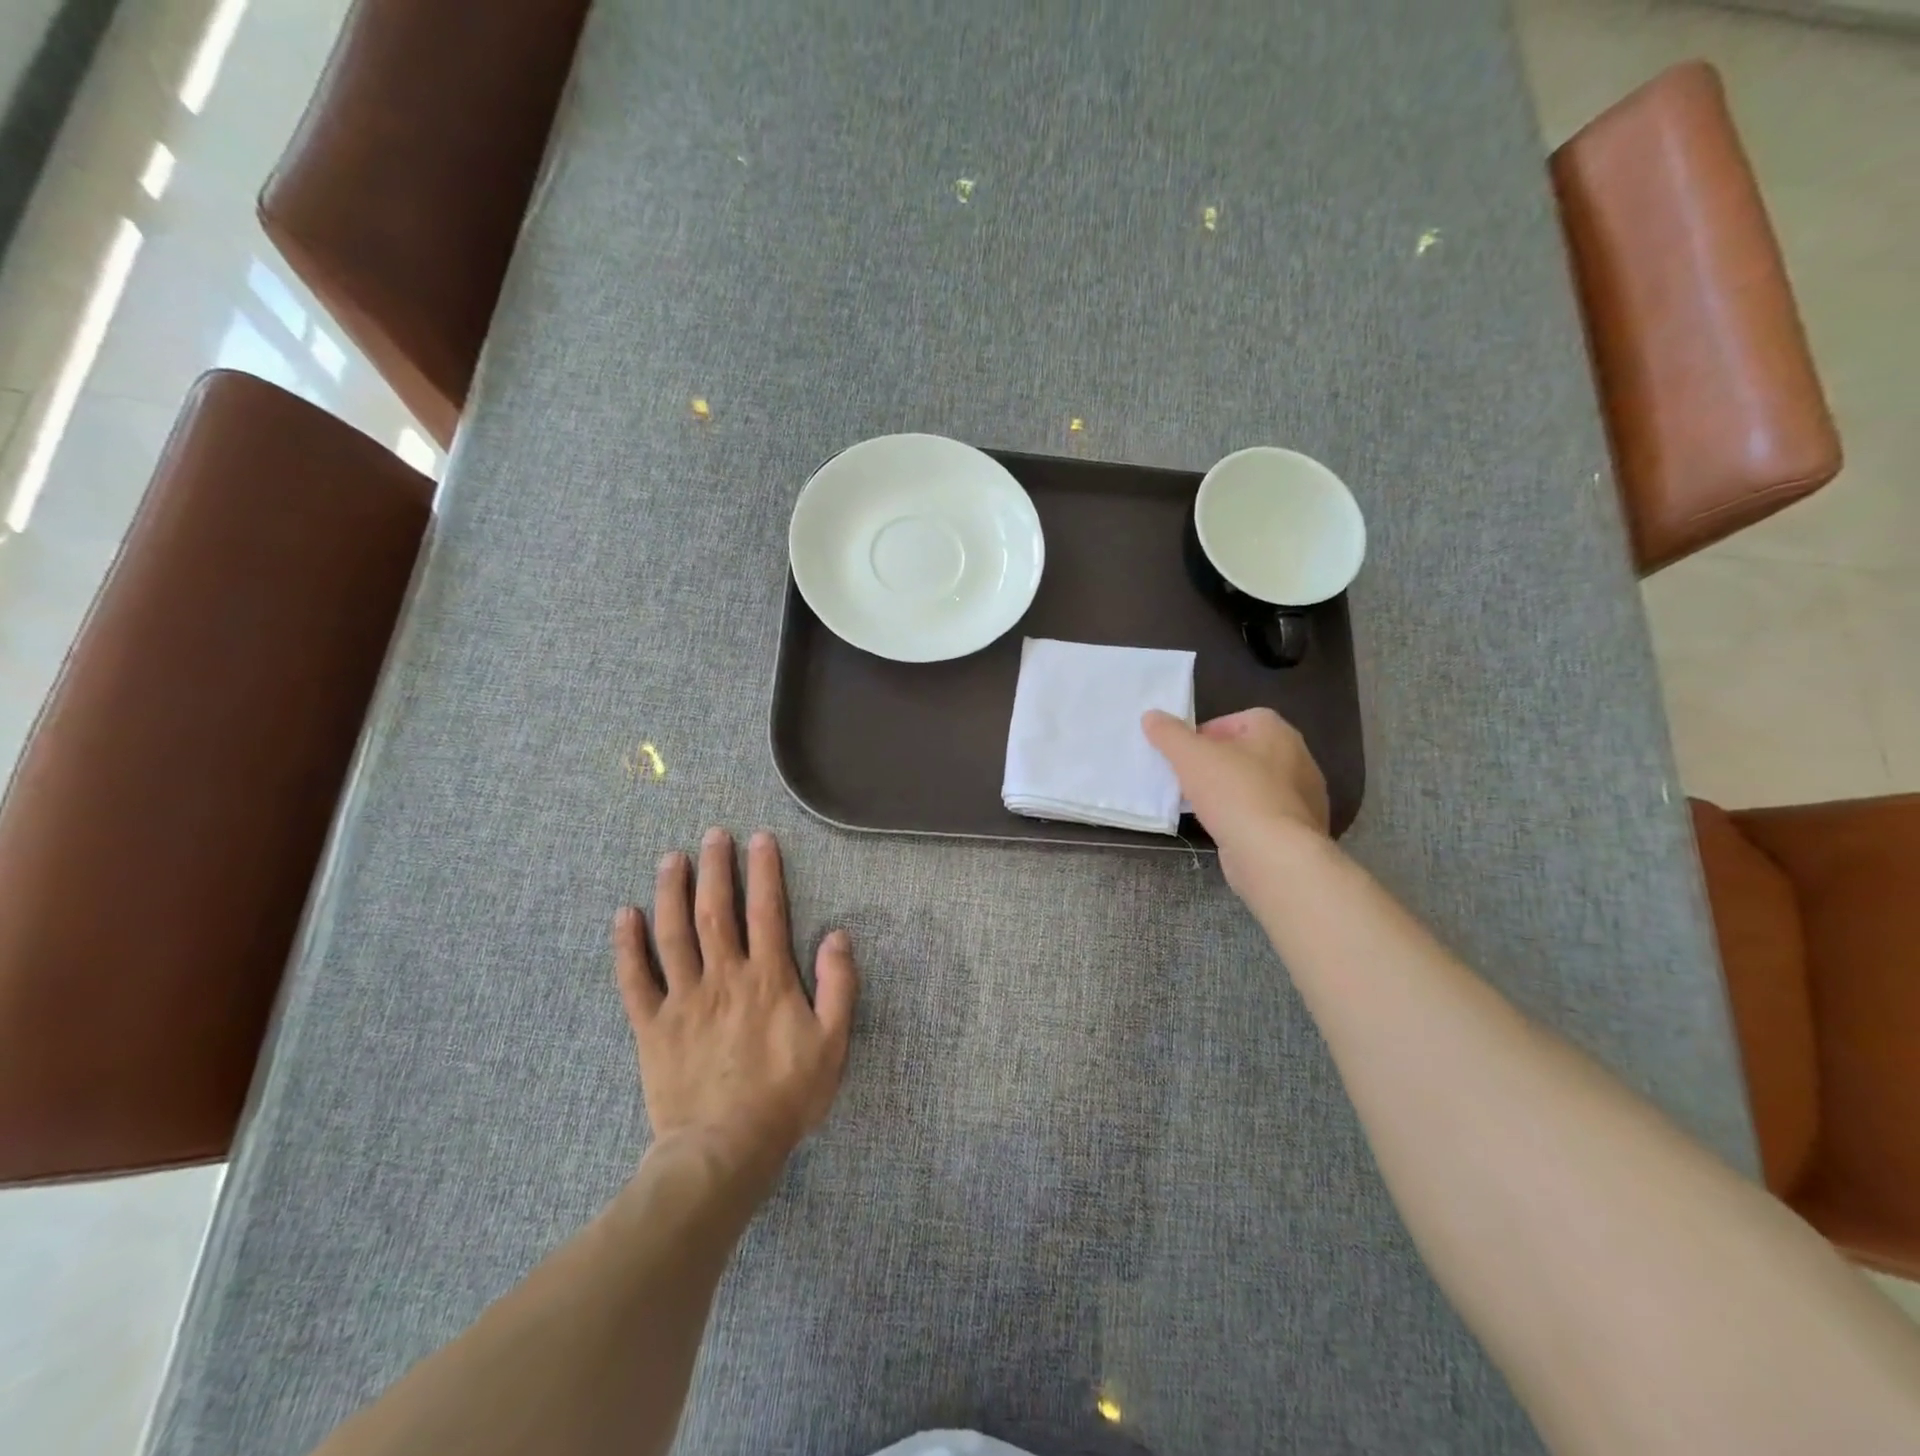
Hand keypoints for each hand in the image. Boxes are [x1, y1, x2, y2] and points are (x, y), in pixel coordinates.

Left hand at [612, 828, 857, 1177]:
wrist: (725, 1150)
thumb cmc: (785, 1096)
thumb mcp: (832, 1043)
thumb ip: (838, 986)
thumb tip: (837, 935)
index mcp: (767, 979)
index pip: (766, 911)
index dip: (764, 871)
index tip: (760, 839)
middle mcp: (723, 977)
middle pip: (715, 911)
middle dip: (715, 868)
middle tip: (712, 835)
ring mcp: (683, 1000)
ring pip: (673, 934)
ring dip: (671, 892)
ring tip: (671, 859)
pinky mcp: (652, 1026)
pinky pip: (635, 980)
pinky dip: (627, 946)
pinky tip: (624, 916)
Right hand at [1143, 708, 1330, 894]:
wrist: (1274, 853)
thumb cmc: (1233, 793)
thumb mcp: (1190, 757)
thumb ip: (1169, 733)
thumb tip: (1151, 716)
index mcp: (1276, 730)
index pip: (1235, 720)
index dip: (1205, 734)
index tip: (1184, 755)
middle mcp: (1298, 756)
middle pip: (1246, 752)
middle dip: (1217, 763)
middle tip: (1190, 779)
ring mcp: (1305, 794)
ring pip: (1257, 784)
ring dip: (1231, 791)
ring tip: (1204, 807)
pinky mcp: (1302, 826)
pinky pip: (1267, 812)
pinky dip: (1247, 816)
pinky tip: (1227, 829)